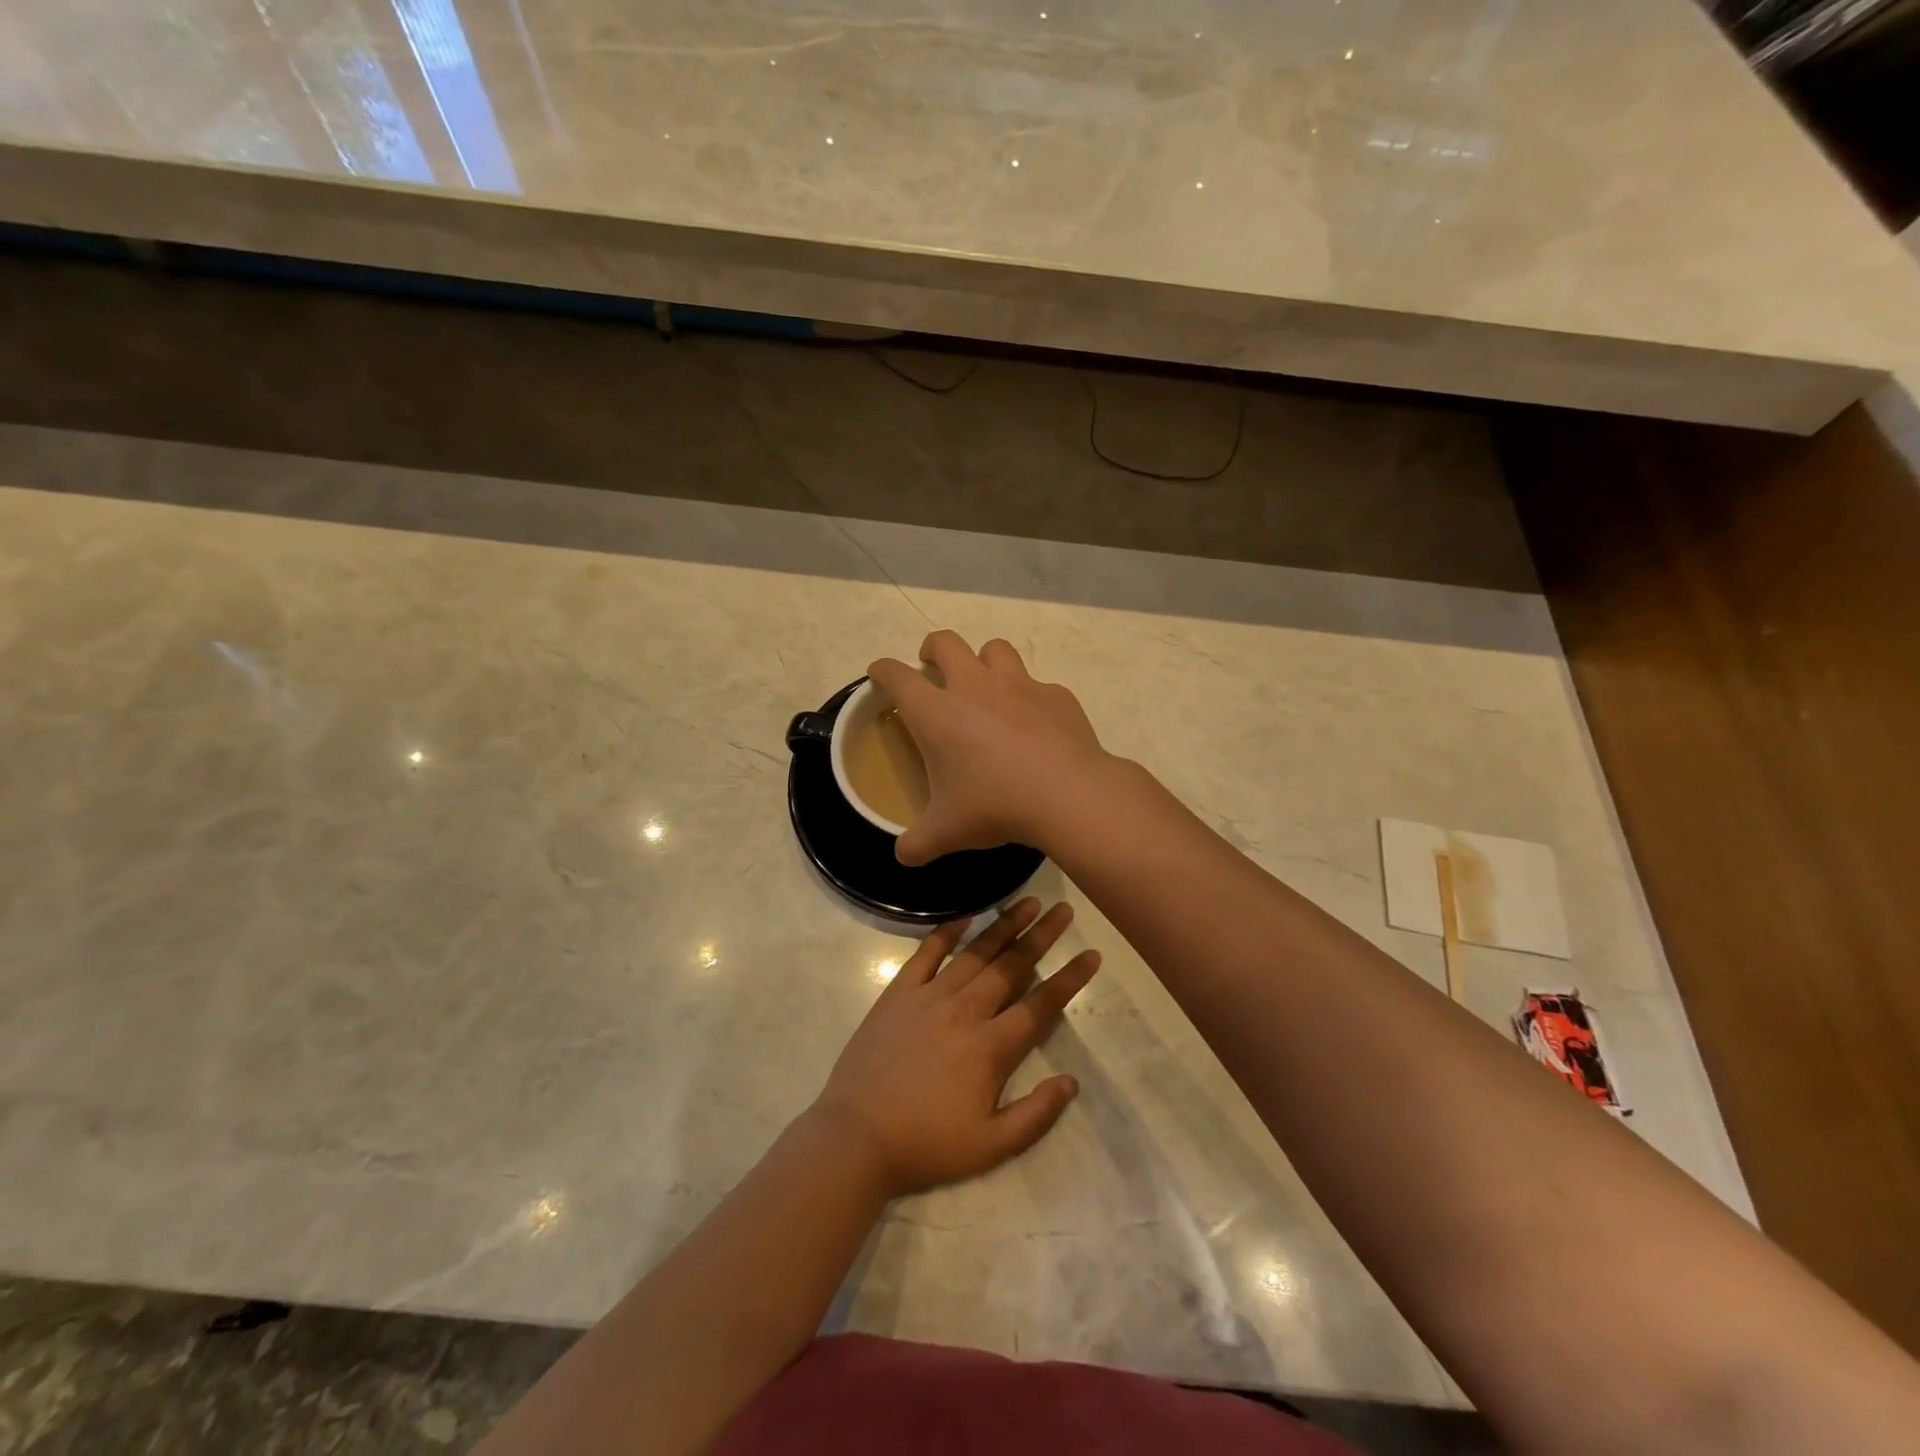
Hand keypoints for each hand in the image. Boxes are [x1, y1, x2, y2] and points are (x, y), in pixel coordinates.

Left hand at [810, 898, 1099, 1198]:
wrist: (856, 1136)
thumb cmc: (926, 1145)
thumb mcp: (990, 1148)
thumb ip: (1035, 1115)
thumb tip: (1071, 1082)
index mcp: (990, 1047)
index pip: (1040, 1005)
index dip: (1069, 979)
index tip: (1091, 954)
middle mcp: (965, 1010)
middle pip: (1012, 966)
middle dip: (1041, 936)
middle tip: (1063, 909)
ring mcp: (929, 997)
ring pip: (975, 953)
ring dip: (1004, 925)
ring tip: (1027, 901)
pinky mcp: (899, 993)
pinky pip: (927, 953)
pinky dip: (947, 932)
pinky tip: (966, 916)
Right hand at [868, 631, 1111, 866]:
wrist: (1068, 795)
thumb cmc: (995, 806)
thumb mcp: (948, 832)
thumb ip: (918, 843)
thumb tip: (902, 856)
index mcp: (937, 713)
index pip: (897, 676)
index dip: (882, 670)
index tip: (880, 674)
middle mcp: (974, 687)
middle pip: (946, 643)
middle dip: (933, 649)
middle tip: (932, 667)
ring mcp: (1019, 685)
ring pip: (995, 649)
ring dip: (984, 661)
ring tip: (986, 685)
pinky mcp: (1056, 695)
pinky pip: (1038, 685)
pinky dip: (1031, 698)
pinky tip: (1036, 724)